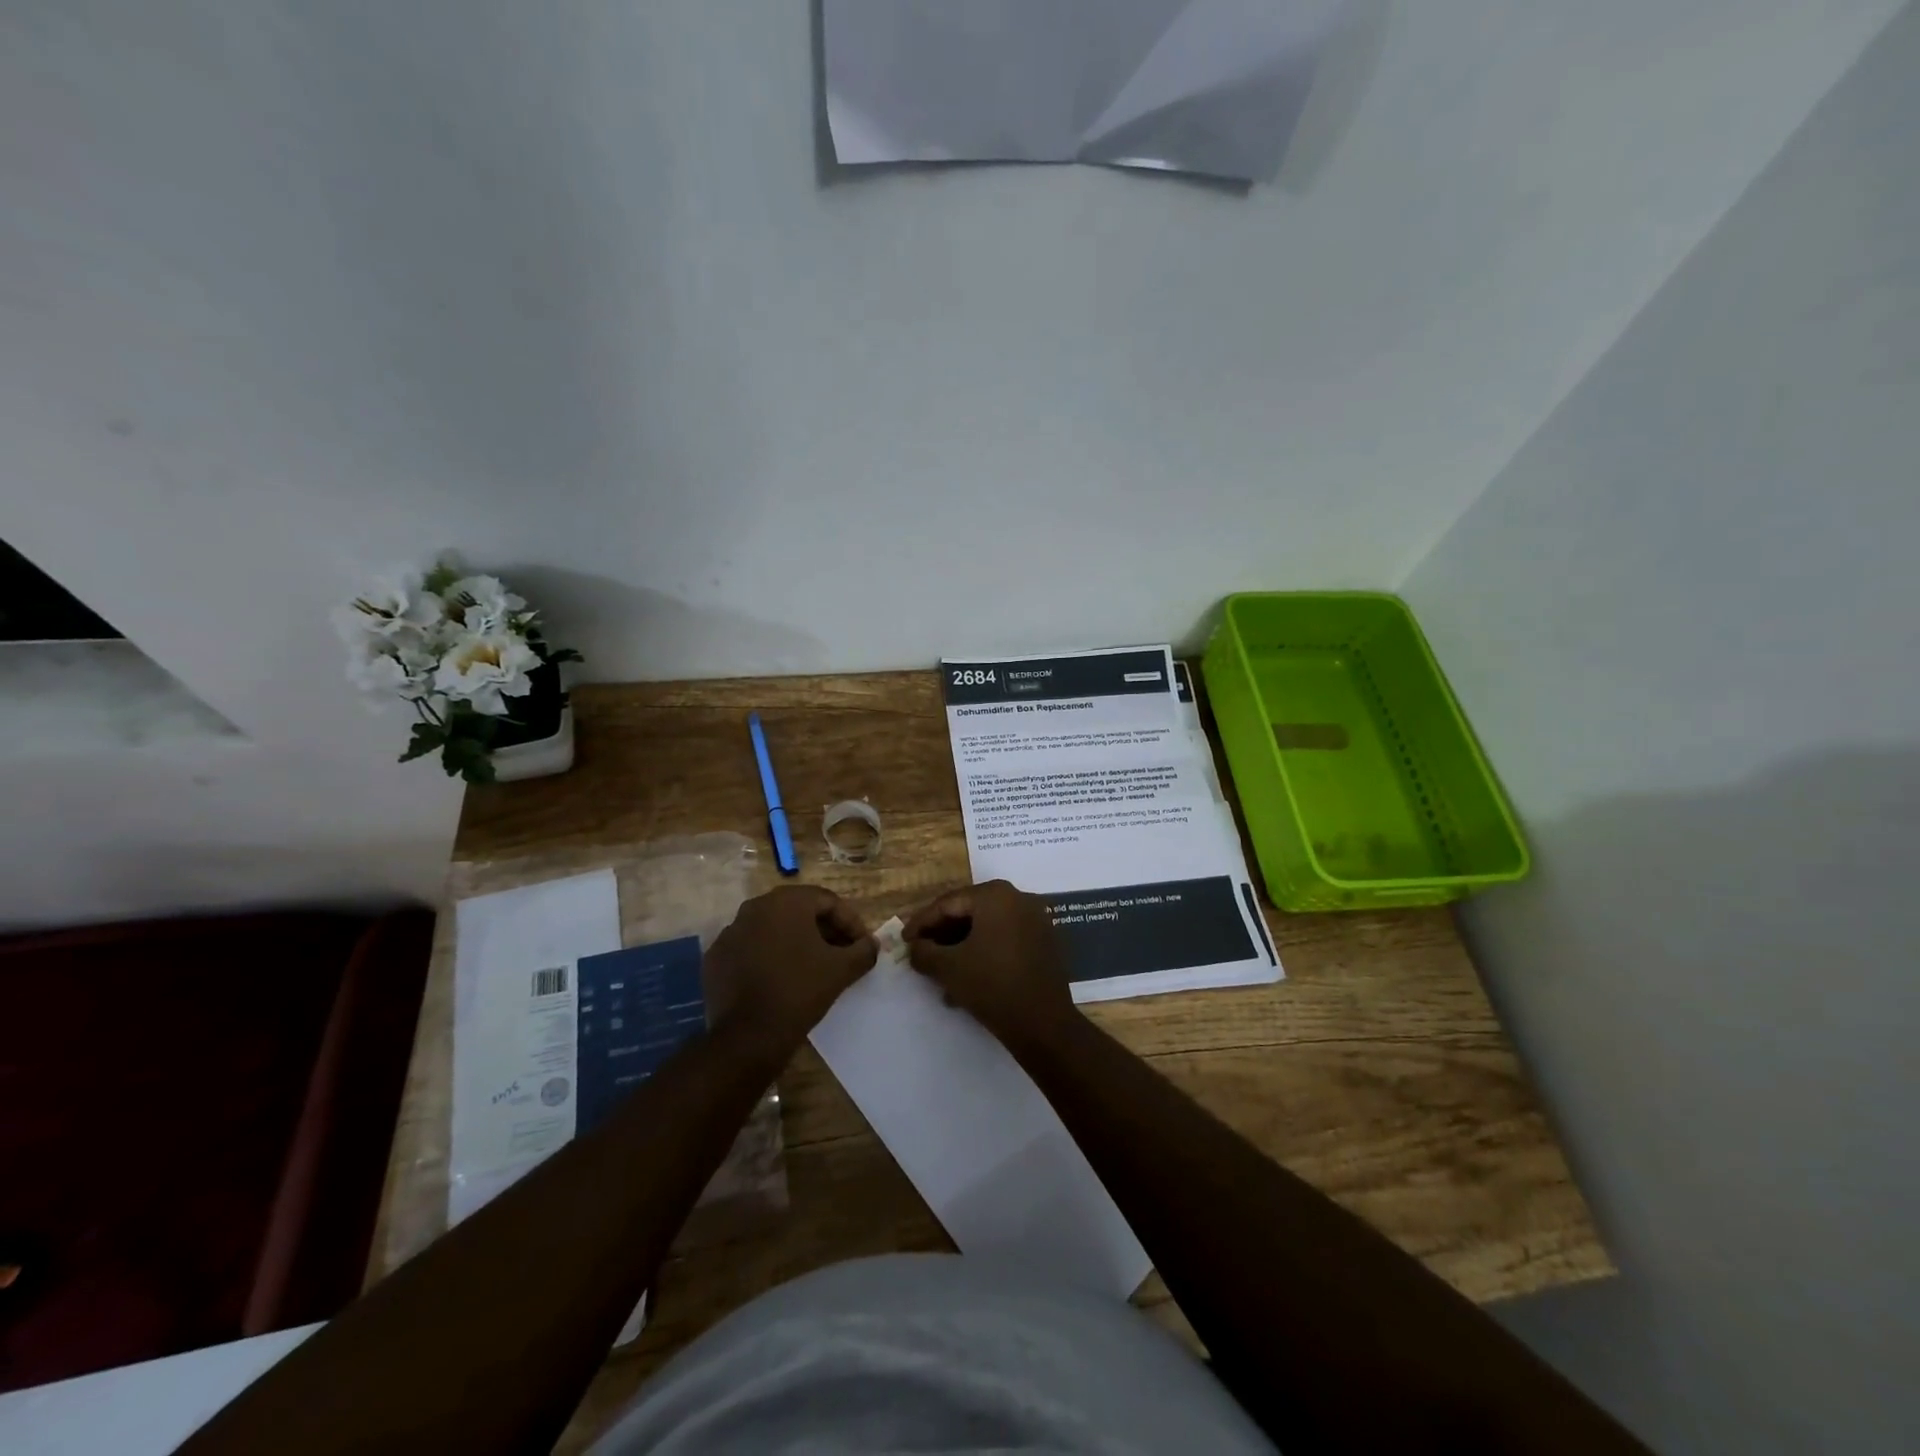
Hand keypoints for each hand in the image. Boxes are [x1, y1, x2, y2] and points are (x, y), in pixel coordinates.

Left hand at [704, 886, 877, 1050]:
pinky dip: (769, 956)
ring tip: (813, 967)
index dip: (851, 922)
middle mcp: (755, 907)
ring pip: (773, 929)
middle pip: (799, 911)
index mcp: (786, 902)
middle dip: (824, 930)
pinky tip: (782, 978)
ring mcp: (731, 932)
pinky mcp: (716, 957)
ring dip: (796, 942)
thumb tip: (872, 944)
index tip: (862, 945)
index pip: (827, 901)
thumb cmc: (800, 991)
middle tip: (841, 953)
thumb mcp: (841, 970)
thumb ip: (863, 950)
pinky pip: (751, 948)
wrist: (749, 1036)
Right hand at [902, 879, 1079, 1051]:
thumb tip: (914, 947)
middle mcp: (1018, 899)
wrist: (1043, 1024)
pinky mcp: (1043, 943)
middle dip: (942, 936)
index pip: (948, 903)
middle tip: (920, 953)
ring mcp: (1035, 920)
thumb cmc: (992, 986)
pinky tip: (966, 980)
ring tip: (939, 973)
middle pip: (968, 913)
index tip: (904, 941)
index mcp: (995, 895)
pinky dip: (983, 954)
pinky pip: (1004, 940)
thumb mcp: (948, 968)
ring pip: (986, 929)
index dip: (921, 923)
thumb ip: (924, 952)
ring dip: (960, 948)